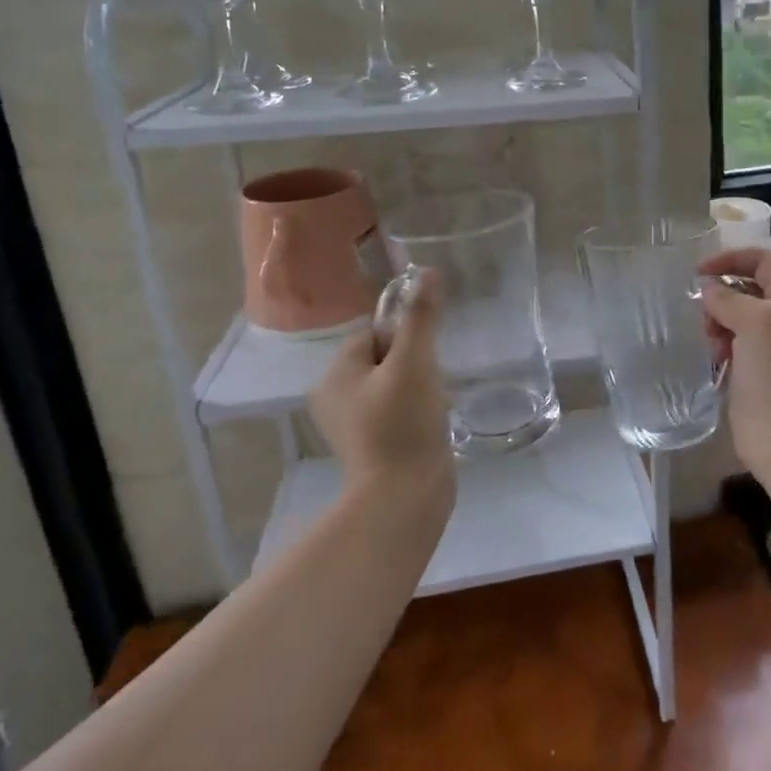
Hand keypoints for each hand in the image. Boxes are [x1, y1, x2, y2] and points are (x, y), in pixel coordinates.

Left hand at [309, 269, 453, 498]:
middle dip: (415, 362)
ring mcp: (354, 425)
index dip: (404, 337)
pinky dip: (417, 411)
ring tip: (435, 404)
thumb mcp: (414, 363)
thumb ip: (421, 317)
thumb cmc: (403, 425)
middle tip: (432, 382)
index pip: (372, 333)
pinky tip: (433, 422)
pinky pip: (397, 410)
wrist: (404, 497)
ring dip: (420, 386)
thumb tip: (428, 272)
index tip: (424, 358)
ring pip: (394, 384)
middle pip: (385, 357)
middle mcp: (335, 397)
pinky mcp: (373, 445)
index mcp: (335, 375)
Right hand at [699, 248, 770, 477]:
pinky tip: (713, 363)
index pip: (765, 261)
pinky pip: (734, 351)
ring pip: (738, 322)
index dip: (733, 258)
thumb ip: (731, 299)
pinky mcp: (758, 379)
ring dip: (718, 325)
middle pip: (749, 291)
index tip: (699, 271)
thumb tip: (710, 290)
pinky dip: (720, 350)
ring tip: (712, 345)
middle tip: (706, 317)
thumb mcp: (759, 322)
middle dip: (722, 296)